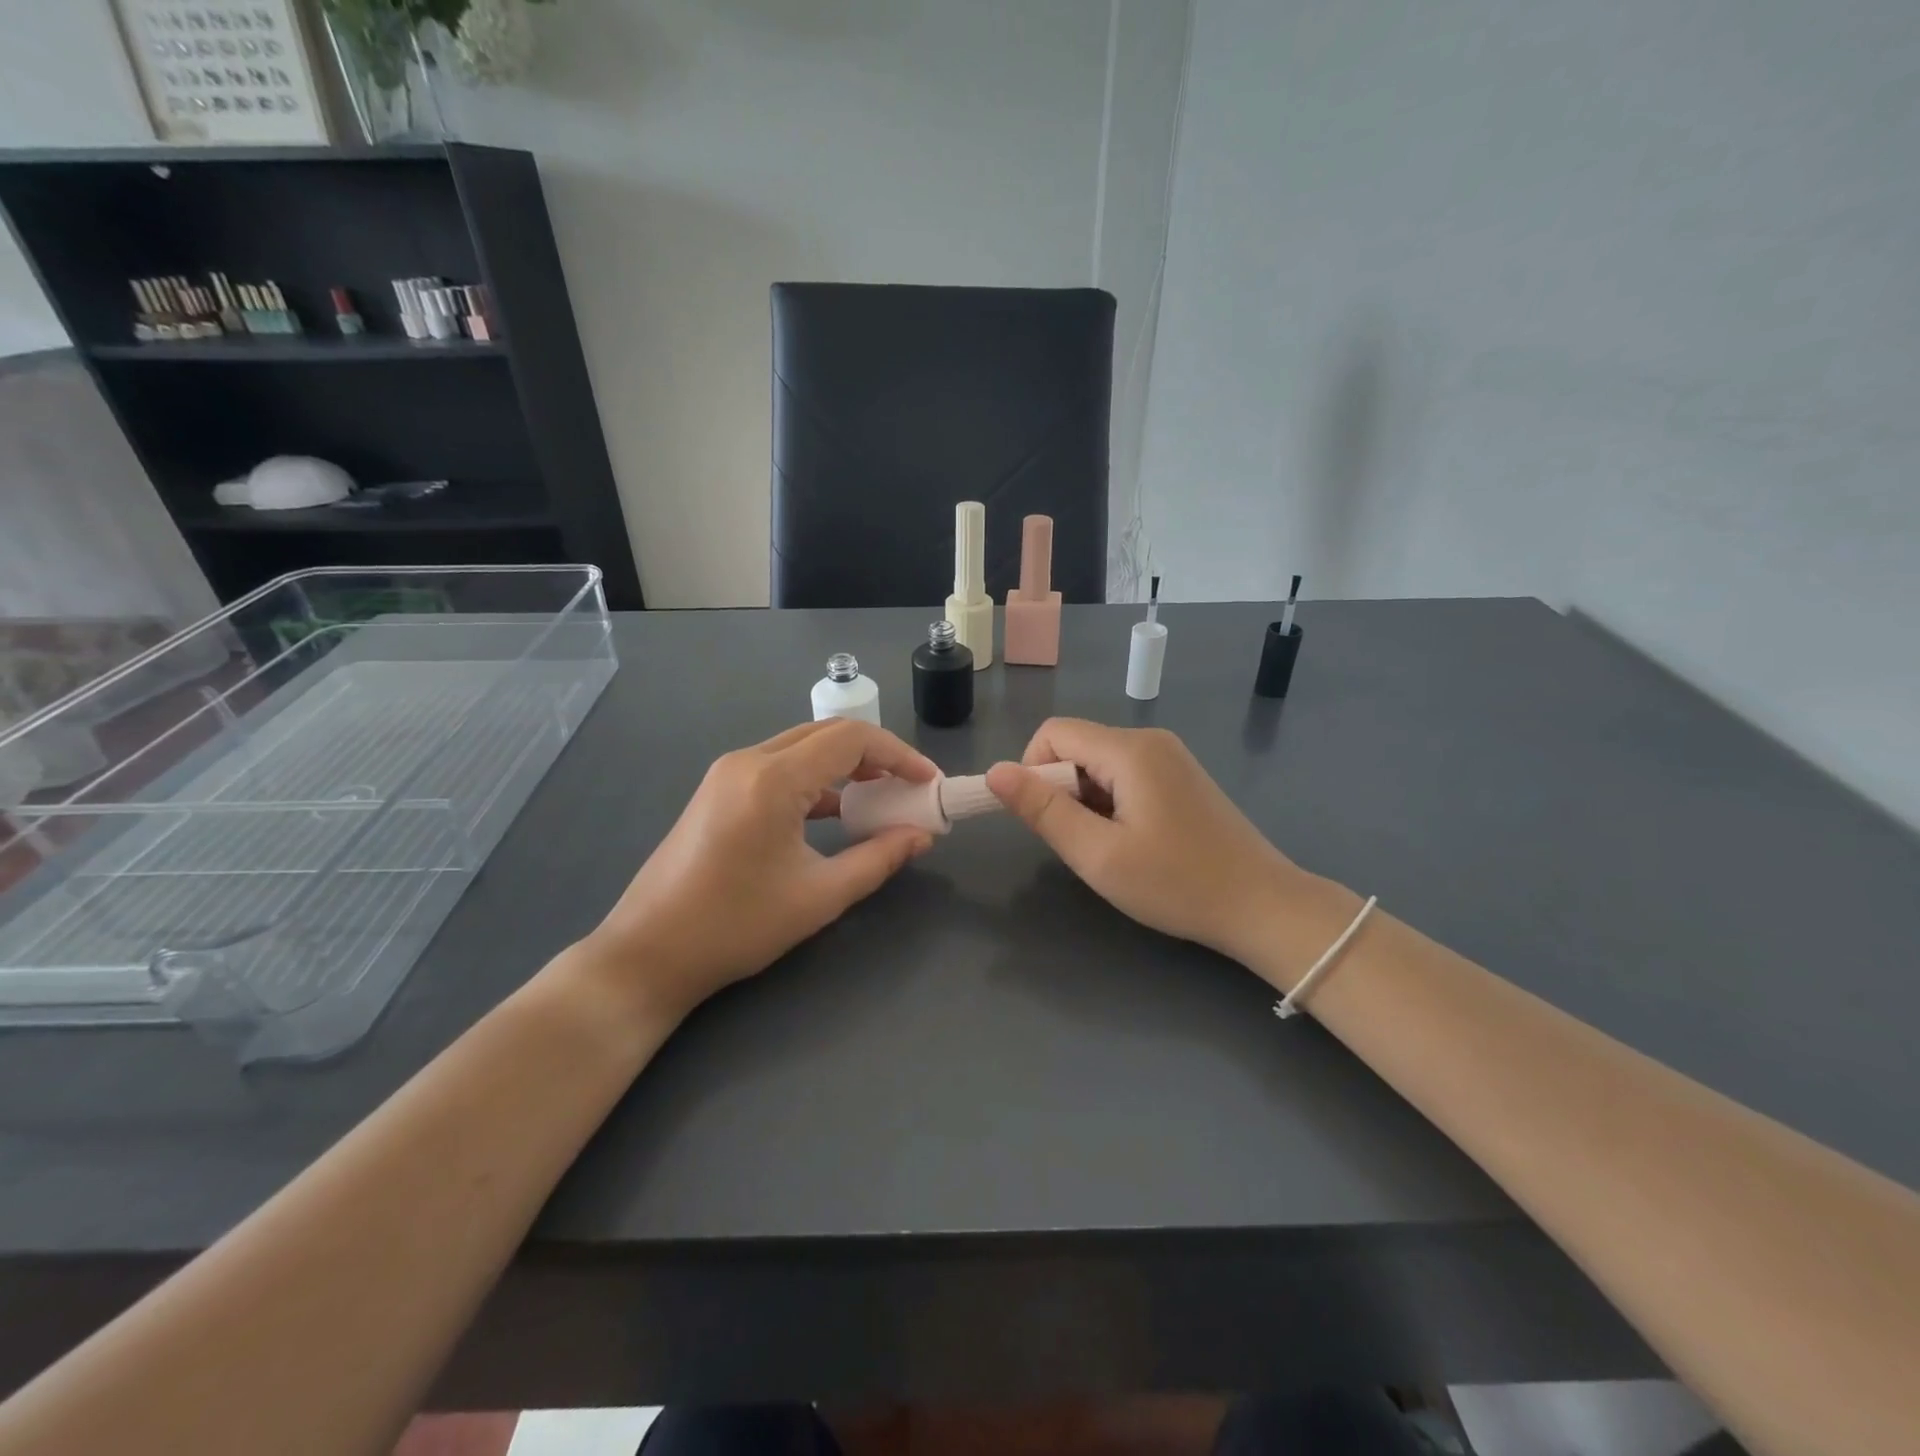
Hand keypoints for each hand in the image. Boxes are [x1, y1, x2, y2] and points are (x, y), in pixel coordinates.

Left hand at [583, 719, 938, 1021]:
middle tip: (909, 789)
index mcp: (773, 779)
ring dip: (846, 765)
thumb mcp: (819, 896)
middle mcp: (749, 760)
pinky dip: (816, 779)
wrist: (648, 953)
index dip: (899, 754)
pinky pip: (780, 767)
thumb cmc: (736, 927)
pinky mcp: (718, 789)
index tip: (929, 783)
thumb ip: (878, 859)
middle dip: (876, 755)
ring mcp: (728, 773)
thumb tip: (922, 836)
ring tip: (880, 799)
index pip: (852, 739)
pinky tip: (836, 812)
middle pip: (828, 734)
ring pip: (803, 747)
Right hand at [987, 720, 1338, 974]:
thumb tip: (995, 771)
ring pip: (1099, 764)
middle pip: (1077, 747)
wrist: (1263, 906)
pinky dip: (1112, 803)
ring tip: (1111, 848)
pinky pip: (1126, 775)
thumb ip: (1043, 810)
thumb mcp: (1098, 854)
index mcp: (1130, 750)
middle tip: (1083, 844)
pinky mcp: (1181, 777)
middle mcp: (1150, 740)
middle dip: (1061, 790)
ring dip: (1087, 801)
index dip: (1032, 771)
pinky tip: (1134, 842)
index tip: (1044, 821)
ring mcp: (1171, 757)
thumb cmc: (1177, 884)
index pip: (1053, 733)